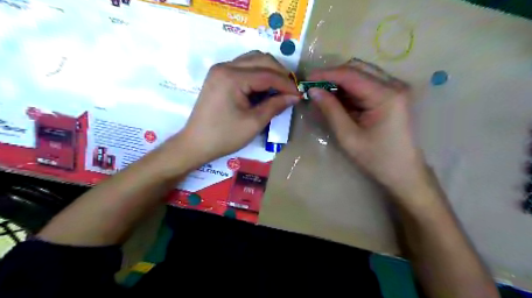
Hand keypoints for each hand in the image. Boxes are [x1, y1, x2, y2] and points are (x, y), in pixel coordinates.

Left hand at [176, 50, 297, 162]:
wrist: (196, 144)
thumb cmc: (224, 136)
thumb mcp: (254, 123)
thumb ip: (275, 106)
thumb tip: (294, 96)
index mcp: (232, 77)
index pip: (267, 74)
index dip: (286, 84)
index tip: (299, 95)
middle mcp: (225, 66)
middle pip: (261, 59)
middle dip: (280, 73)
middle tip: (291, 90)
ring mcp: (220, 70)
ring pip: (252, 60)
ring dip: (269, 71)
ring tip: (280, 88)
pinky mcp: (218, 76)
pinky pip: (243, 67)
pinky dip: (257, 74)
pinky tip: (264, 88)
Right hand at [311, 59, 429, 201]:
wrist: (403, 172)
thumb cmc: (376, 158)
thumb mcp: (348, 136)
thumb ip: (331, 110)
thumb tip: (313, 91)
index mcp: (386, 95)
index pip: (351, 75)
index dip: (326, 74)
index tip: (306, 79)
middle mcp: (394, 85)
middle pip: (358, 69)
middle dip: (333, 75)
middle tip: (313, 86)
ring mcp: (395, 89)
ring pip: (361, 74)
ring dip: (340, 81)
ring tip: (322, 93)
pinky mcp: (392, 95)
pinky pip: (366, 84)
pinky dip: (349, 89)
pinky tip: (337, 99)